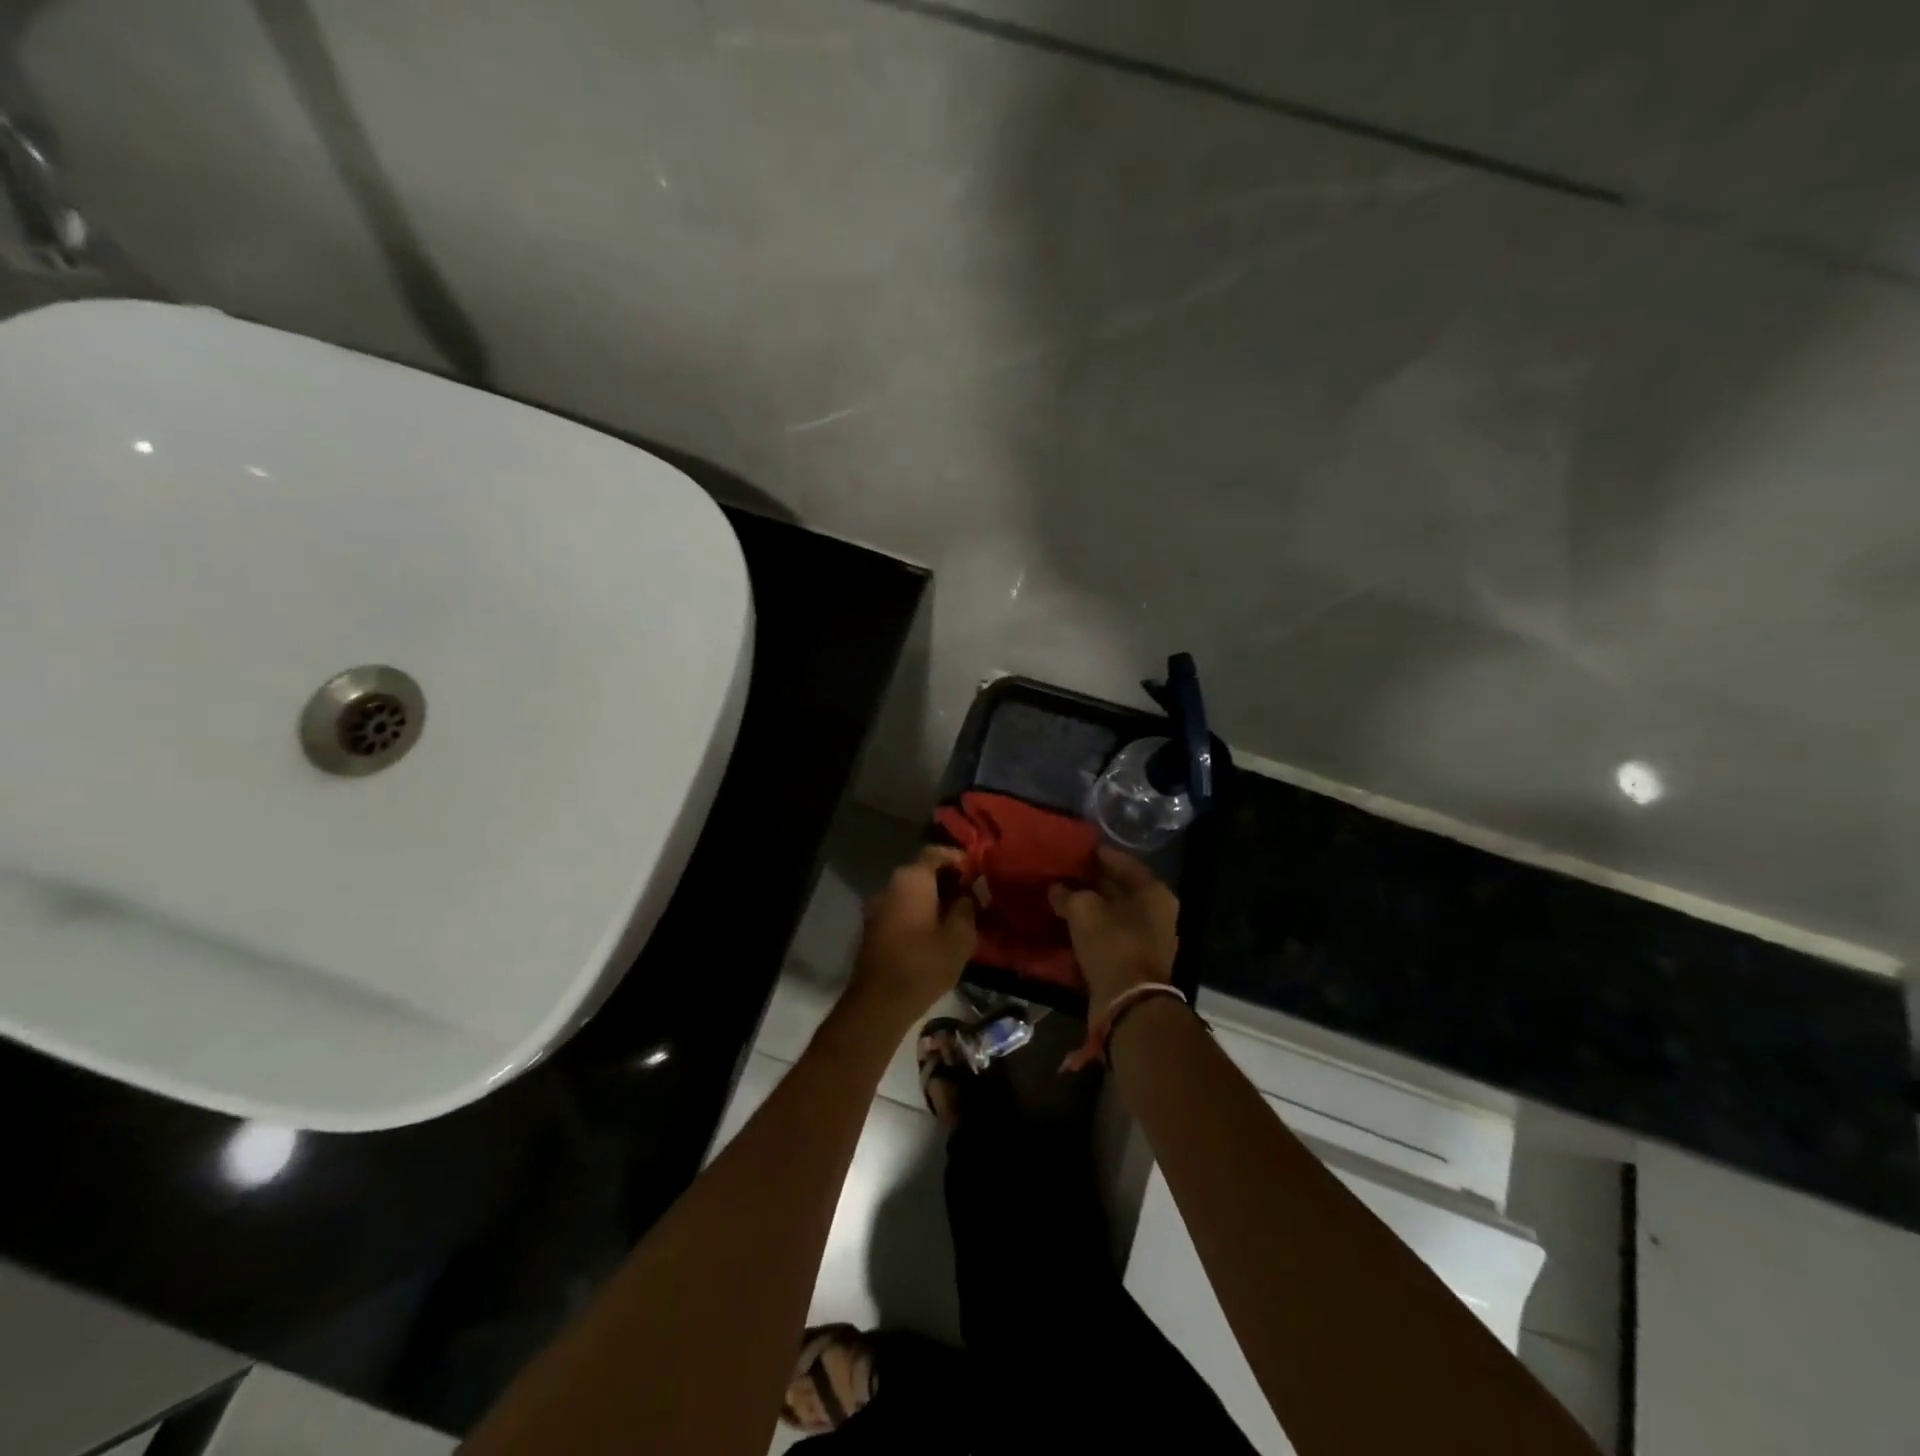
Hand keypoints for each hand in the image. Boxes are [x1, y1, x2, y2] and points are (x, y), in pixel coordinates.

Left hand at [846, 846, 977, 1027]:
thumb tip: (970, 891)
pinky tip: (935, 931)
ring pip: (910, 892)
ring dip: (932, 898)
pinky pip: (900, 909)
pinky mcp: (872, 928)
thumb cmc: (924, 964)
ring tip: (956, 915)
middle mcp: (890, 885)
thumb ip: (967, 906)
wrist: (878, 1002)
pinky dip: (918, 913)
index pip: (936, 853)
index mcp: (911, 879)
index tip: (977, 872)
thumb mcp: (959, 936)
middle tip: (971, 895)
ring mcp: (877, 907)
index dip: (958, 858)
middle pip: (922, 871)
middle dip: (947, 880)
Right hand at [1049, 846, 1178, 1010]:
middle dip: (1093, 882)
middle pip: (1120, 888)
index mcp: (1154, 892)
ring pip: (1114, 914)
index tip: (1074, 850)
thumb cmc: (1113, 944)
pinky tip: (1069, 924)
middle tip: (1064, 873)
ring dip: (1091, 907)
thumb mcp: (1084, 910)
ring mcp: (1148, 939)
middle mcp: (1157, 913)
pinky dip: (1092, 929)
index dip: (1097, 855)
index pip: (1123, 862)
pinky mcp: (1134, 962)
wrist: (1128, 1003)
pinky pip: (1110, 936)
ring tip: (1062, 897)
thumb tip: (1056, 889)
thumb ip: (1068, 894)